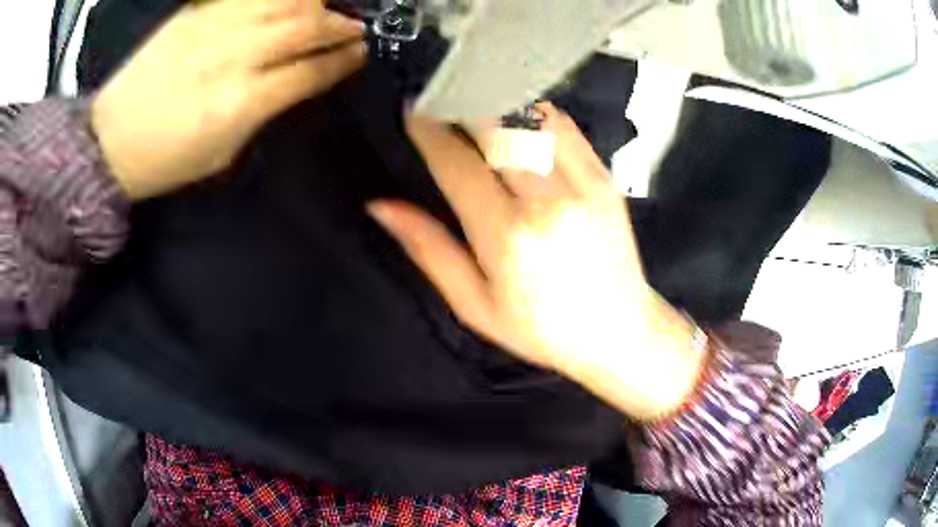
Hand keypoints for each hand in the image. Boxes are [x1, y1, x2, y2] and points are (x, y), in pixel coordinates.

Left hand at [91, 0, 366, 200]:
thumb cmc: (164, 160)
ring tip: (329, 9)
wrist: (109, 140)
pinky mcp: (197, 14)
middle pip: (305, 27)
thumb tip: (297, 84)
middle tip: (353, 29)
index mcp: (240, 103)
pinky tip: (292, 1)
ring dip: (317, 3)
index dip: (342, 61)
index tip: (359, 55)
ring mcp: (213, 28)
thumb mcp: (221, 154)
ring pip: (283, 1)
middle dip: (339, 26)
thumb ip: (263, 114)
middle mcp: (232, 57)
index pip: (309, 71)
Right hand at [369, 103, 705, 419]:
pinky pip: (565, 126)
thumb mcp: (474, 304)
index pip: (456, 163)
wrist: (618, 329)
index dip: (428, 130)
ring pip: (532, 116)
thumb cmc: (541, 327)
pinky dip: (535, 111)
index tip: (411, 111)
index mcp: (507, 236)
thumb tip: (381, 206)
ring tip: (472, 97)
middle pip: (495, 125)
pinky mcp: (605, 177)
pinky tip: (516, 114)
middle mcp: (547, 200)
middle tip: (438, 93)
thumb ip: (429, 249)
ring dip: (496, 100)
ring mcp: (583, 183)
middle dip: (460, 101)